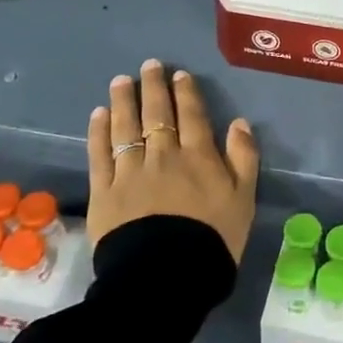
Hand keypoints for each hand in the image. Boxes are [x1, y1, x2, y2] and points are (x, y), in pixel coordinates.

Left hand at [87, 60, 259, 261]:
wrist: (166, 277)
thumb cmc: (212, 241)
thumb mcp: (244, 201)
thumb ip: (244, 159)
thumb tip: (240, 123)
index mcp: (199, 157)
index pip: (192, 116)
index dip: (186, 93)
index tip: (179, 75)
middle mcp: (163, 155)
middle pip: (157, 114)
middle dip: (154, 87)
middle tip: (149, 66)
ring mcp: (130, 171)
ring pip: (126, 127)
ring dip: (124, 101)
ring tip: (121, 81)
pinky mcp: (104, 191)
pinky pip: (100, 154)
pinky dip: (99, 132)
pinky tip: (98, 114)